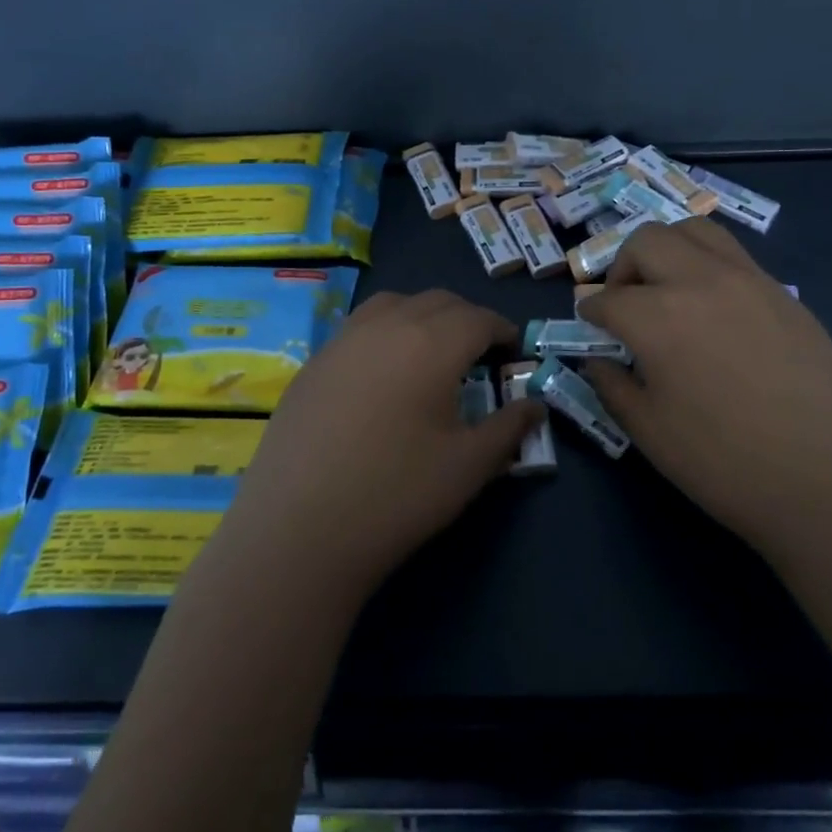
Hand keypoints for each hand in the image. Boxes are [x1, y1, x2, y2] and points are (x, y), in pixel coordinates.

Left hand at [226, 289, 543, 597]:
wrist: (298, 530)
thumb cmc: (396, 494)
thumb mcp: (468, 466)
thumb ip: (508, 428)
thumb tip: (534, 405)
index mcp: (432, 343)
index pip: (479, 318)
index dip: (503, 330)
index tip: (514, 352)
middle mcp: (387, 326)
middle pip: (438, 301)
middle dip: (467, 319)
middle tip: (480, 354)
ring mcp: (343, 340)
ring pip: (394, 303)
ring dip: (423, 315)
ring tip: (431, 352)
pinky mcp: (312, 363)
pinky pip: (359, 326)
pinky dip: (385, 331)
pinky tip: (383, 374)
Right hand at [579, 217, 831, 565]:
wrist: (828, 480)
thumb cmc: (725, 463)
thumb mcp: (649, 433)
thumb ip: (613, 387)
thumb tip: (599, 361)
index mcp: (659, 317)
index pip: (608, 299)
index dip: (591, 313)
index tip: (590, 325)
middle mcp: (700, 281)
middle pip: (646, 240)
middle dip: (623, 266)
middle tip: (626, 303)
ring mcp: (748, 280)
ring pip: (695, 230)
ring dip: (668, 249)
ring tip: (668, 288)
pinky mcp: (783, 294)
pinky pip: (735, 257)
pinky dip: (708, 266)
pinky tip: (716, 310)